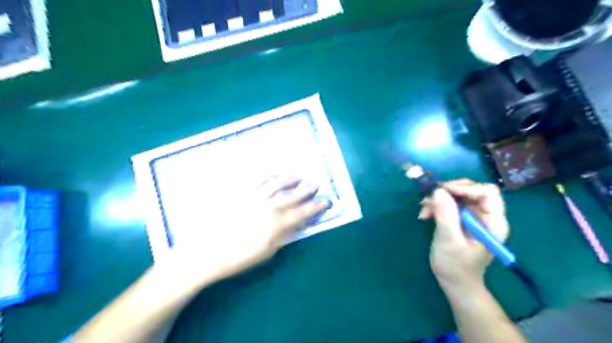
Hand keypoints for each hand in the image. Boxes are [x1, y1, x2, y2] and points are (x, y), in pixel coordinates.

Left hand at [164, 176, 329, 288]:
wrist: (206, 252)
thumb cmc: (238, 258)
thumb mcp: (267, 252)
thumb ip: (284, 236)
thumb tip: (297, 224)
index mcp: (276, 223)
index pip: (302, 212)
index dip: (316, 206)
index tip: (326, 201)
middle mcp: (268, 206)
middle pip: (292, 195)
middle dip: (306, 189)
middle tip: (316, 182)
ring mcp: (253, 196)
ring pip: (276, 183)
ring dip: (289, 178)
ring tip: (298, 175)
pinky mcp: (239, 192)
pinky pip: (257, 179)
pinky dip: (268, 174)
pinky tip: (273, 173)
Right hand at [419, 179, 509, 293]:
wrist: (455, 283)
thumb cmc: (455, 266)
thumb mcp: (448, 241)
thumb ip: (446, 215)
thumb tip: (438, 191)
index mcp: (493, 222)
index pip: (487, 193)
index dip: (466, 188)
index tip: (442, 192)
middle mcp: (486, 216)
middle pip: (472, 189)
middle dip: (448, 191)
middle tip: (429, 197)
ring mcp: (474, 216)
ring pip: (459, 195)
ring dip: (439, 198)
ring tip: (423, 208)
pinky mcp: (462, 219)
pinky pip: (451, 203)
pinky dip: (437, 205)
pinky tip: (425, 214)